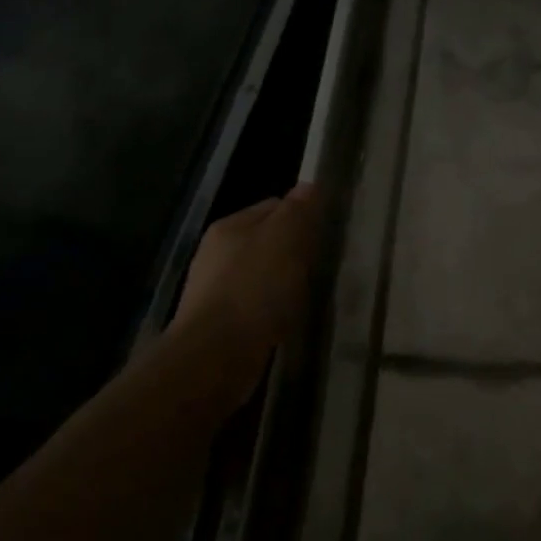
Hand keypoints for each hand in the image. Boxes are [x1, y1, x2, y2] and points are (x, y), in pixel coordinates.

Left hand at [160, 184, 323, 414]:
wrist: (216, 355)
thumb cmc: (254, 289)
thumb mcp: (285, 239)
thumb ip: (298, 211)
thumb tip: (309, 186)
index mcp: (230, 226)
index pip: (274, 206)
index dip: (302, 216)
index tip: (325, 232)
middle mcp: (217, 253)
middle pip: (266, 241)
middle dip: (293, 251)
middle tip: (321, 265)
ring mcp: (215, 290)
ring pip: (261, 275)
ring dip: (283, 283)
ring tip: (307, 294)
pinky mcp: (219, 323)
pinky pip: (256, 305)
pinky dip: (272, 309)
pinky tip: (286, 319)